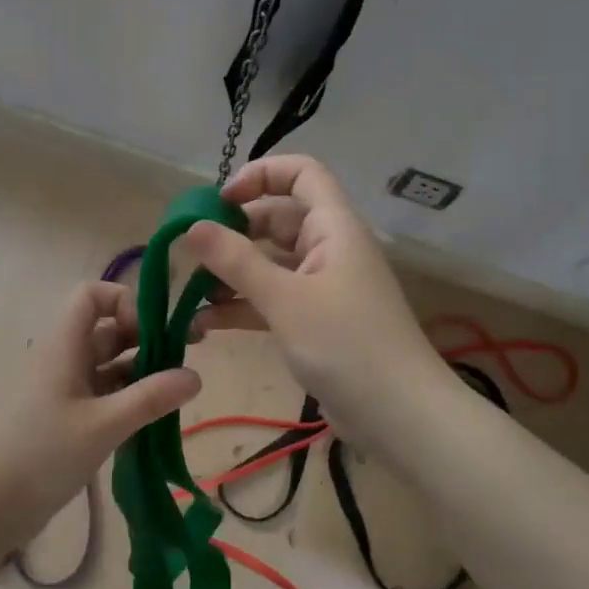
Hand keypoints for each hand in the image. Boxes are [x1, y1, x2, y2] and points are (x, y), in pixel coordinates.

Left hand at [0, 281, 201, 550]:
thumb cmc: (43, 454)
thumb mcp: (104, 425)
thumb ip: (151, 398)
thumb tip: (196, 375)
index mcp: (64, 345)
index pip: (92, 295)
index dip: (125, 301)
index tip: (153, 331)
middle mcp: (64, 359)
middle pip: (108, 329)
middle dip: (147, 337)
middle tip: (187, 358)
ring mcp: (64, 389)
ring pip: (109, 363)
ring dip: (142, 370)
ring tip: (176, 392)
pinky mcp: (67, 418)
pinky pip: (104, 393)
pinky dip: (129, 397)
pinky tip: (154, 416)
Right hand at [184, 155, 448, 449]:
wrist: (399, 415)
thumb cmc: (346, 345)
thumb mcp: (285, 299)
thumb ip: (236, 261)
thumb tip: (192, 226)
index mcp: (334, 227)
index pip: (302, 174)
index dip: (260, 175)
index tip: (219, 201)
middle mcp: (330, 249)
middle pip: (279, 220)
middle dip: (234, 232)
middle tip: (193, 253)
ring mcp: (324, 287)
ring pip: (271, 264)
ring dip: (232, 274)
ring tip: (190, 293)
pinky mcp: (315, 322)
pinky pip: (273, 300)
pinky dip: (242, 307)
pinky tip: (204, 325)